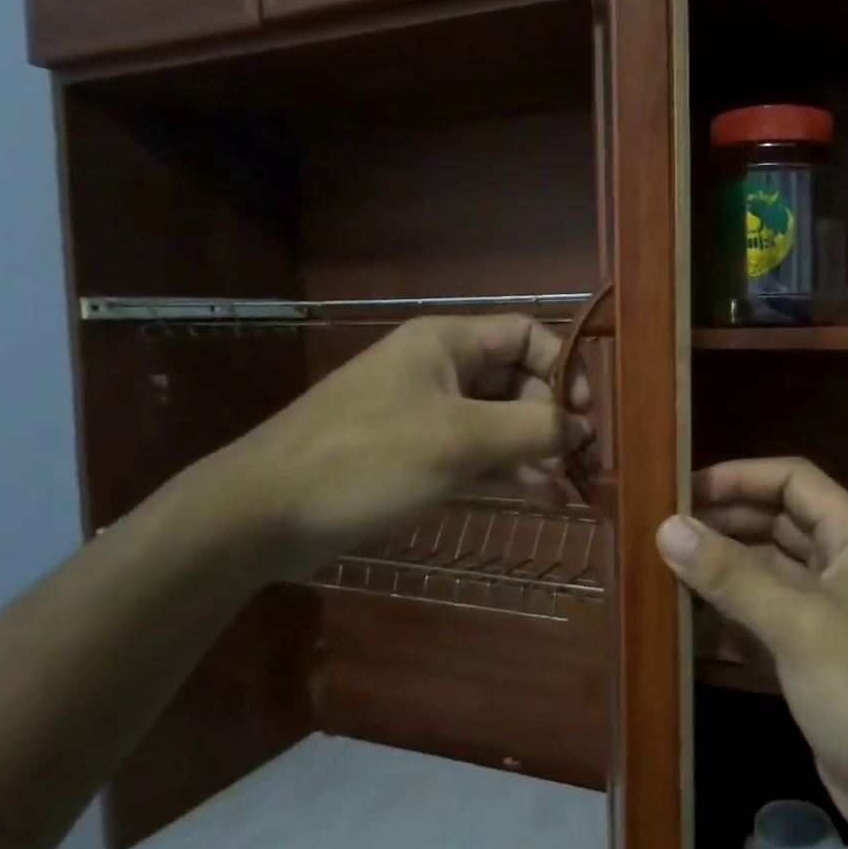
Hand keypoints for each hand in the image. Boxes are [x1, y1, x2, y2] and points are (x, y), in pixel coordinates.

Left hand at [205, 314, 590, 572]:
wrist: (263, 513)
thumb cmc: (366, 458)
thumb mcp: (458, 439)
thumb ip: (531, 429)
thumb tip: (584, 429)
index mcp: (447, 343)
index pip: (526, 335)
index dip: (563, 367)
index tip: (584, 413)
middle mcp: (442, 370)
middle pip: (518, 381)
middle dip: (553, 418)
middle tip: (580, 461)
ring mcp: (429, 413)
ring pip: (501, 421)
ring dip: (537, 450)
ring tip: (571, 487)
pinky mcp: (418, 454)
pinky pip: (478, 452)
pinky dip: (510, 471)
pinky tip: (543, 497)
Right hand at [655, 458, 847, 848]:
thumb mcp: (800, 625)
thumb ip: (732, 575)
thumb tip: (668, 528)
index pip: (793, 481)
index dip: (740, 476)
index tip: (683, 490)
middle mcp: (843, 566)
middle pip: (776, 524)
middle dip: (724, 523)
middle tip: (663, 532)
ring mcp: (829, 614)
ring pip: (767, 574)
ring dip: (722, 571)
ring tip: (662, 572)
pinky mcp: (815, 657)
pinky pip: (765, 620)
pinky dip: (730, 617)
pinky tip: (686, 624)